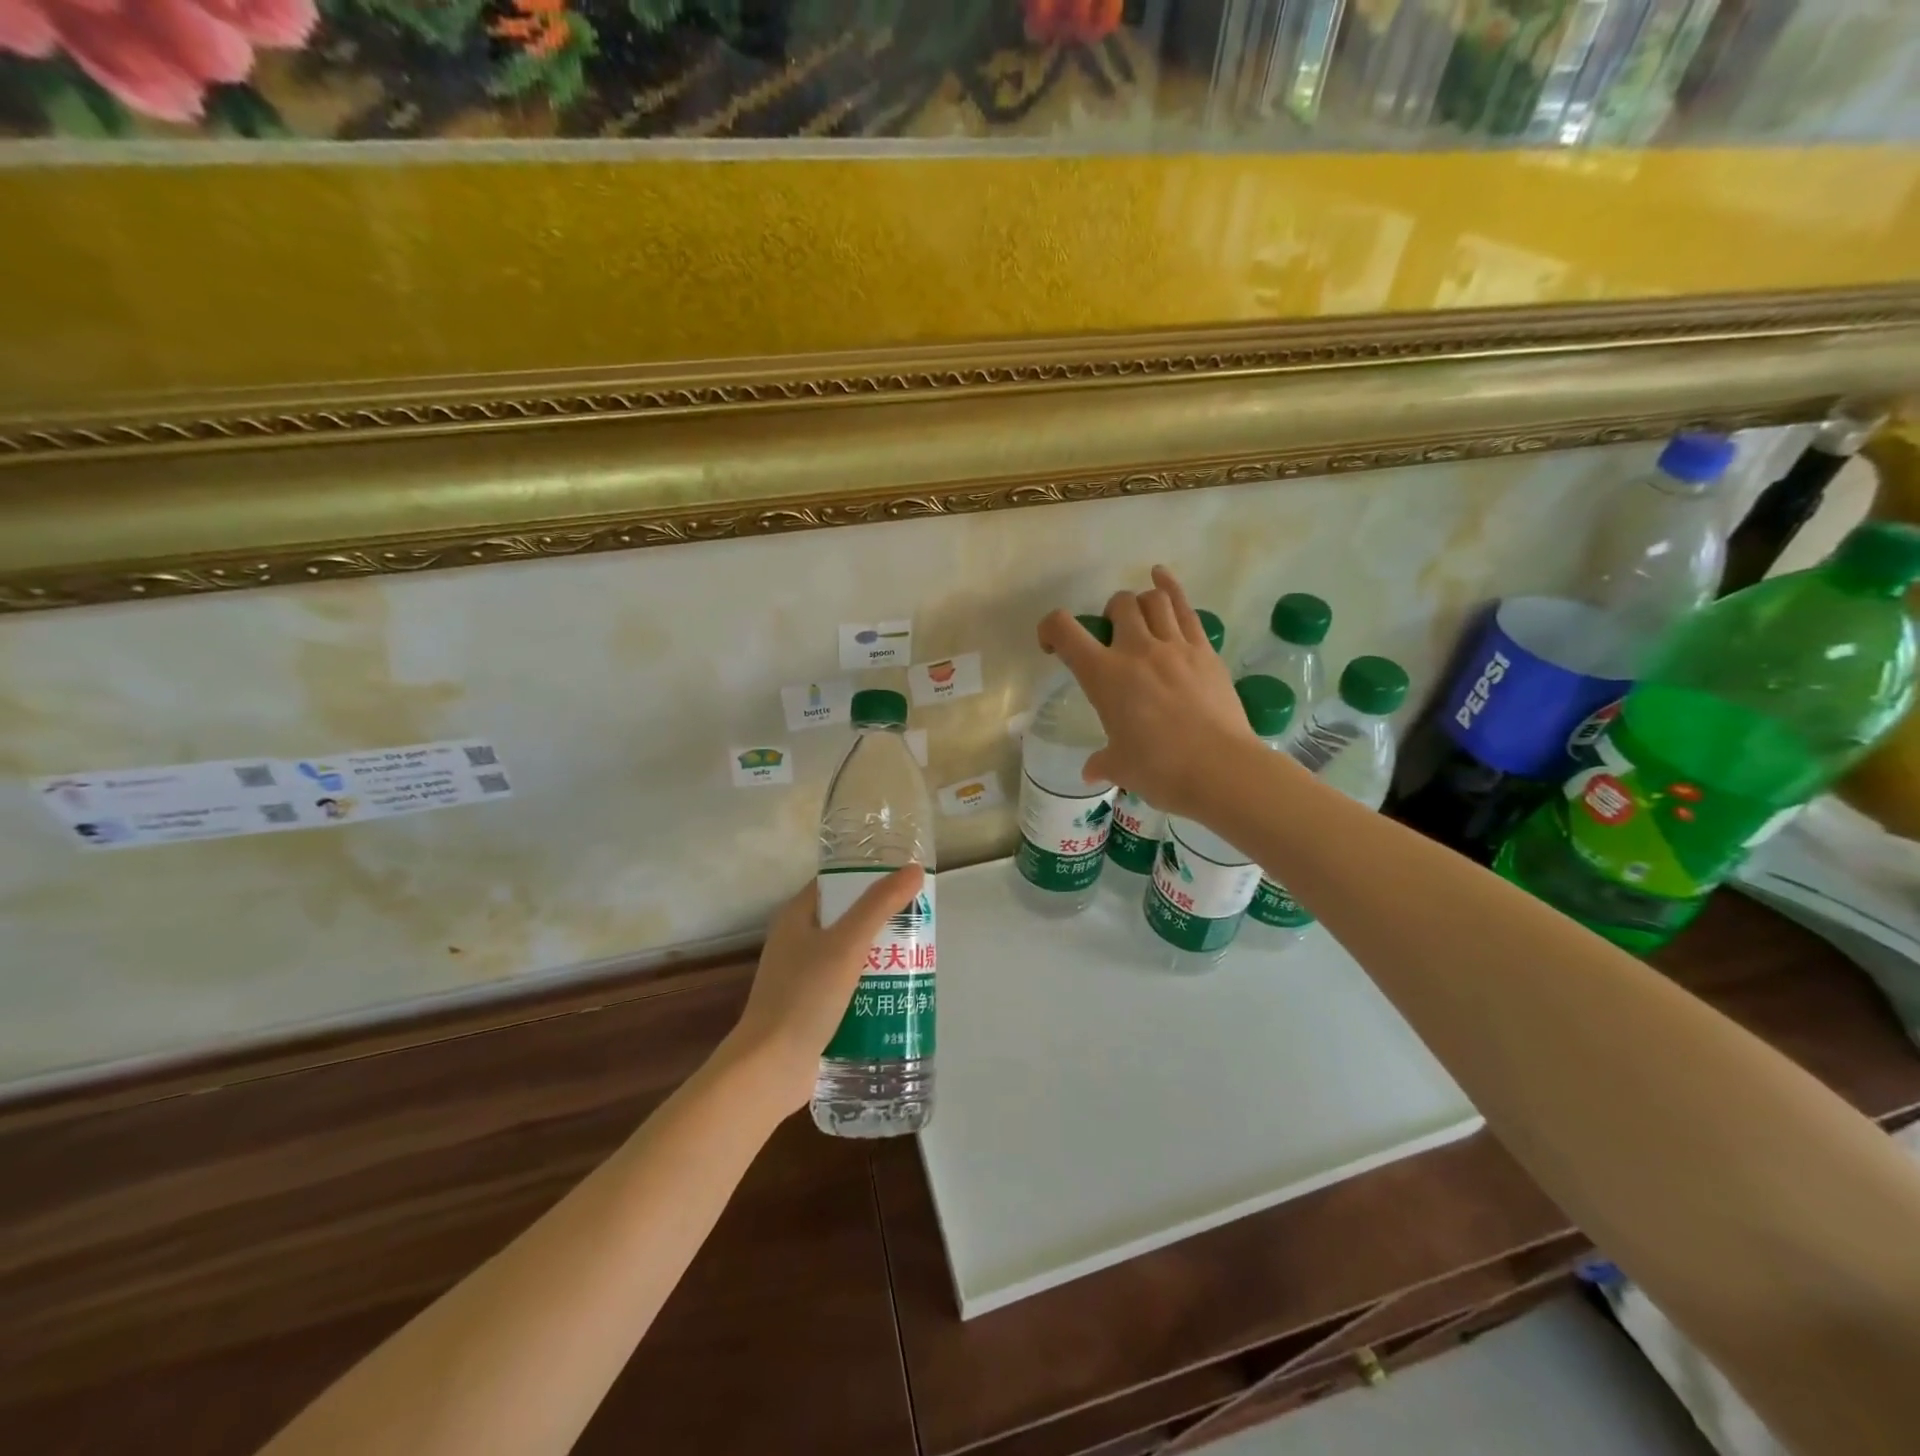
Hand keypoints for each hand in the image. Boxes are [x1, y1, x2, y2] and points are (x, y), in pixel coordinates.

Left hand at [721, 864, 927, 1110]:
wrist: (770, 1069)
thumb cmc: (804, 997)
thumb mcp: (846, 944)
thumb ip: (879, 905)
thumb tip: (913, 870)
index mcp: (797, 916)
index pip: (837, 883)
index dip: (869, 877)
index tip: (906, 882)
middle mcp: (797, 941)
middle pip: (847, 919)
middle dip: (883, 920)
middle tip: (921, 923)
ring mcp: (803, 977)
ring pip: (850, 954)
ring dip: (881, 955)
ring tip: (919, 958)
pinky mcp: (812, 1008)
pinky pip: (848, 986)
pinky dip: (871, 985)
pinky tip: (899, 993)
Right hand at [1037, 566, 1258, 819]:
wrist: (1220, 769)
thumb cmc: (1160, 769)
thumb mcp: (1121, 767)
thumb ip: (1103, 761)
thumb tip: (1092, 769)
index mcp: (1104, 676)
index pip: (1064, 631)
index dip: (1050, 629)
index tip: (1052, 646)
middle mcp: (1136, 650)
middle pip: (1119, 604)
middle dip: (1110, 615)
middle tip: (1113, 639)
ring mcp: (1175, 646)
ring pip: (1154, 599)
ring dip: (1141, 603)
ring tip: (1140, 619)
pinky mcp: (1205, 651)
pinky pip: (1186, 608)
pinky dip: (1172, 588)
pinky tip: (1162, 577)